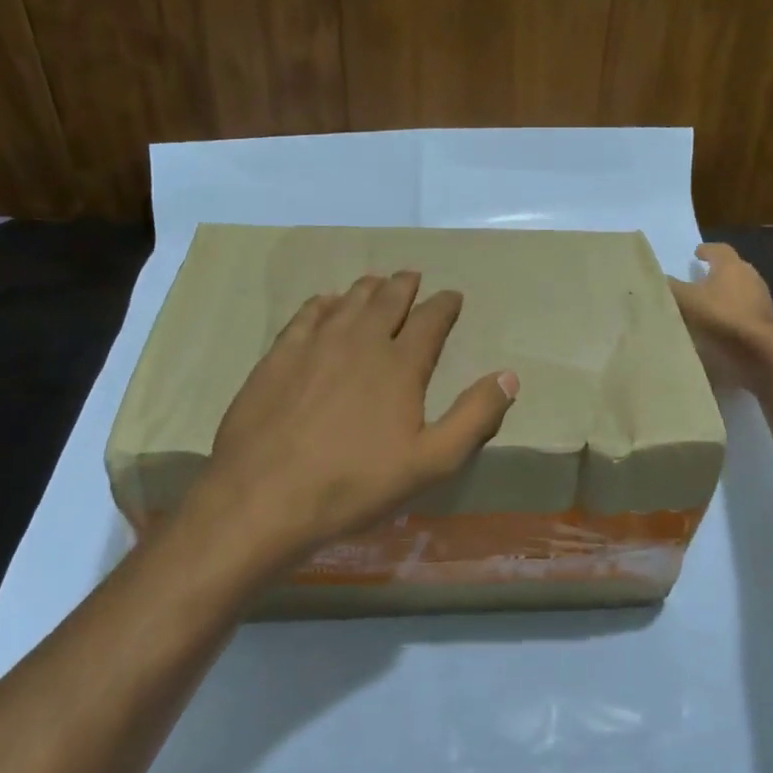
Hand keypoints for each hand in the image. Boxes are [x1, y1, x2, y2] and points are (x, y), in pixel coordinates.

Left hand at [180, 271, 518, 577]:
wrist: (264, 497)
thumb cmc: (355, 484)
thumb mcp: (431, 462)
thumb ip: (474, 417)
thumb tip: (509, 376)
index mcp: (400, 364)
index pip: (430, 320)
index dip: (445, 305)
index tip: (453, 296)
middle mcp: (360, 341)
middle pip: (387, 300)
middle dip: (405, 286)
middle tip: (413, 276)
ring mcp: (315, 345)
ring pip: (347, 301)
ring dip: (367, 288)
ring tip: (377, 282)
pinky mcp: (278, 357)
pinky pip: (305, 315)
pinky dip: (322, 303)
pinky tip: (324, 303)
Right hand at [667, 243, 772, 390]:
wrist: (757, 348)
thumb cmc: (720, 315)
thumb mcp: (686, 300)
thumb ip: (671, 287)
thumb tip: (658, 277)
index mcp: (731, 265)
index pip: (718, 249)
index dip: (706, 250)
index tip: (696, 254)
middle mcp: (749, 275)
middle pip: (732, 268)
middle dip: (716, 272)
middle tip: (699, 279)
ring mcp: (761, 297)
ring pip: (740, 288)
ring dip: (725, 293)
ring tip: (707, 303)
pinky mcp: (766, 318)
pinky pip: (745, 308)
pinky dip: (732, 311)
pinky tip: (720, 322)